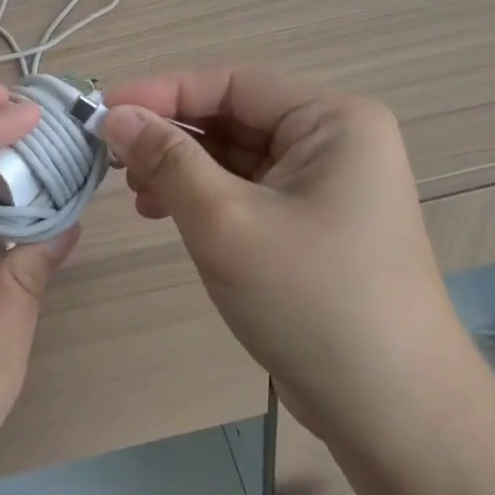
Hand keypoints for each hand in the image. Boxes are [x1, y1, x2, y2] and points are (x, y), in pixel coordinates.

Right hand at [102, 67, 476, 438]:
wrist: (391, 411)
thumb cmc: (311, 300)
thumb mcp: (227, 222)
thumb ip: (168, 160)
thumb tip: (115, 115)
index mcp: (333, 120)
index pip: (233, 83)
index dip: (164, 92)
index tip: (103, 111)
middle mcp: (335, 140)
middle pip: (235, 116)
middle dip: (172, 135)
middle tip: (113, 159)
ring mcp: (326, 184)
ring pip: (237, 155)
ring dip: (182, 167)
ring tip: (137, 194)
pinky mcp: (312, 223)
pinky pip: (248, 189)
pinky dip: (204, 196)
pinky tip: (167, 213)